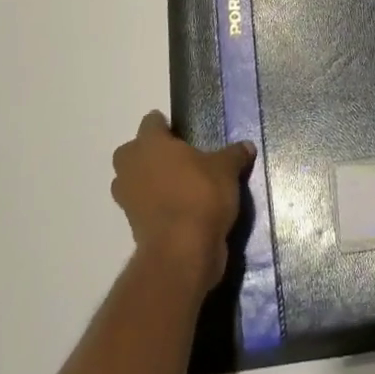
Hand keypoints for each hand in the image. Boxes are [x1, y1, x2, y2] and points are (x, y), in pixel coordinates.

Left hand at [111, 112, 253, 288]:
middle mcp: (132, 166)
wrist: (182, 251)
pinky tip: (178, 208)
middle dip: (148, 153)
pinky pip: (140, 205)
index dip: (164, 125)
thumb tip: (247, 146)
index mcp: (150, 143)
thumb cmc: (201, 195)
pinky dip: (153, 205)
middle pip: (132, 151)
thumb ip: (234, 155)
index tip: (181, 131)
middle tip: (177, 158)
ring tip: (176, 184)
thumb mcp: (226, 170)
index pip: (151, 122)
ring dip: (147, 180)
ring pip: (132, 179)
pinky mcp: (131, 225)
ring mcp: (127, 197)